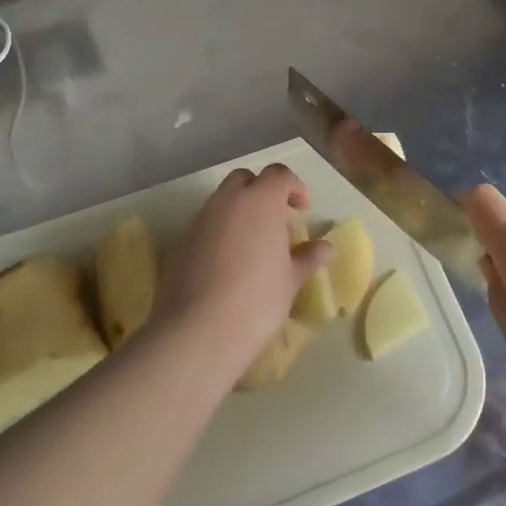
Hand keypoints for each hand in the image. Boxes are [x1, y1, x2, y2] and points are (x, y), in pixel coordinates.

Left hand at [156, 163, 330, 367]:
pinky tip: (227, 263)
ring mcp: (200, 219)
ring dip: (239, 211)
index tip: (303, 209)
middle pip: (245, 179)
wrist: (198, 330)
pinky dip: (219, 232)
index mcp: (261, 201)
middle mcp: (228, 201)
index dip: (294, 187)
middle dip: (262, 191)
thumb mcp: (291, 280)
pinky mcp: (180, 242)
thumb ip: (308, 257)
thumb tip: (325, 247)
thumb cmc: (257, 300)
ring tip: (252, 244)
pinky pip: (205, 224)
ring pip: (222, 200)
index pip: (279, 175)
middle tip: (276, 220)